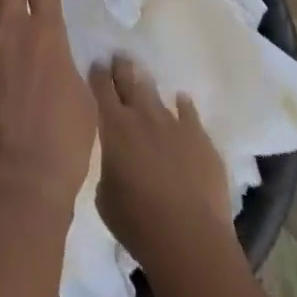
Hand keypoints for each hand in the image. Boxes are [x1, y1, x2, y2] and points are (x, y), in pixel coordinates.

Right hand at [90, 54, 231, 270]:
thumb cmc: (138, 223)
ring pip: (157, 93)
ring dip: (148, 85)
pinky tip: (182, 101)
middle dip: (122, 66)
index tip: (97, 64)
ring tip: (144, 76)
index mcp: (115, 126)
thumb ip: (107, 168)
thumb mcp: (105, 198)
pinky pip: (189, 112)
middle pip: (129, 79)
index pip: (102, 87)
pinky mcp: (199, 137)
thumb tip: (114, 160)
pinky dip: (183, 106)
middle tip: (119, 57)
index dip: (98, 74)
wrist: (190, 239)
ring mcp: (173, 123)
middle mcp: (142, 115)